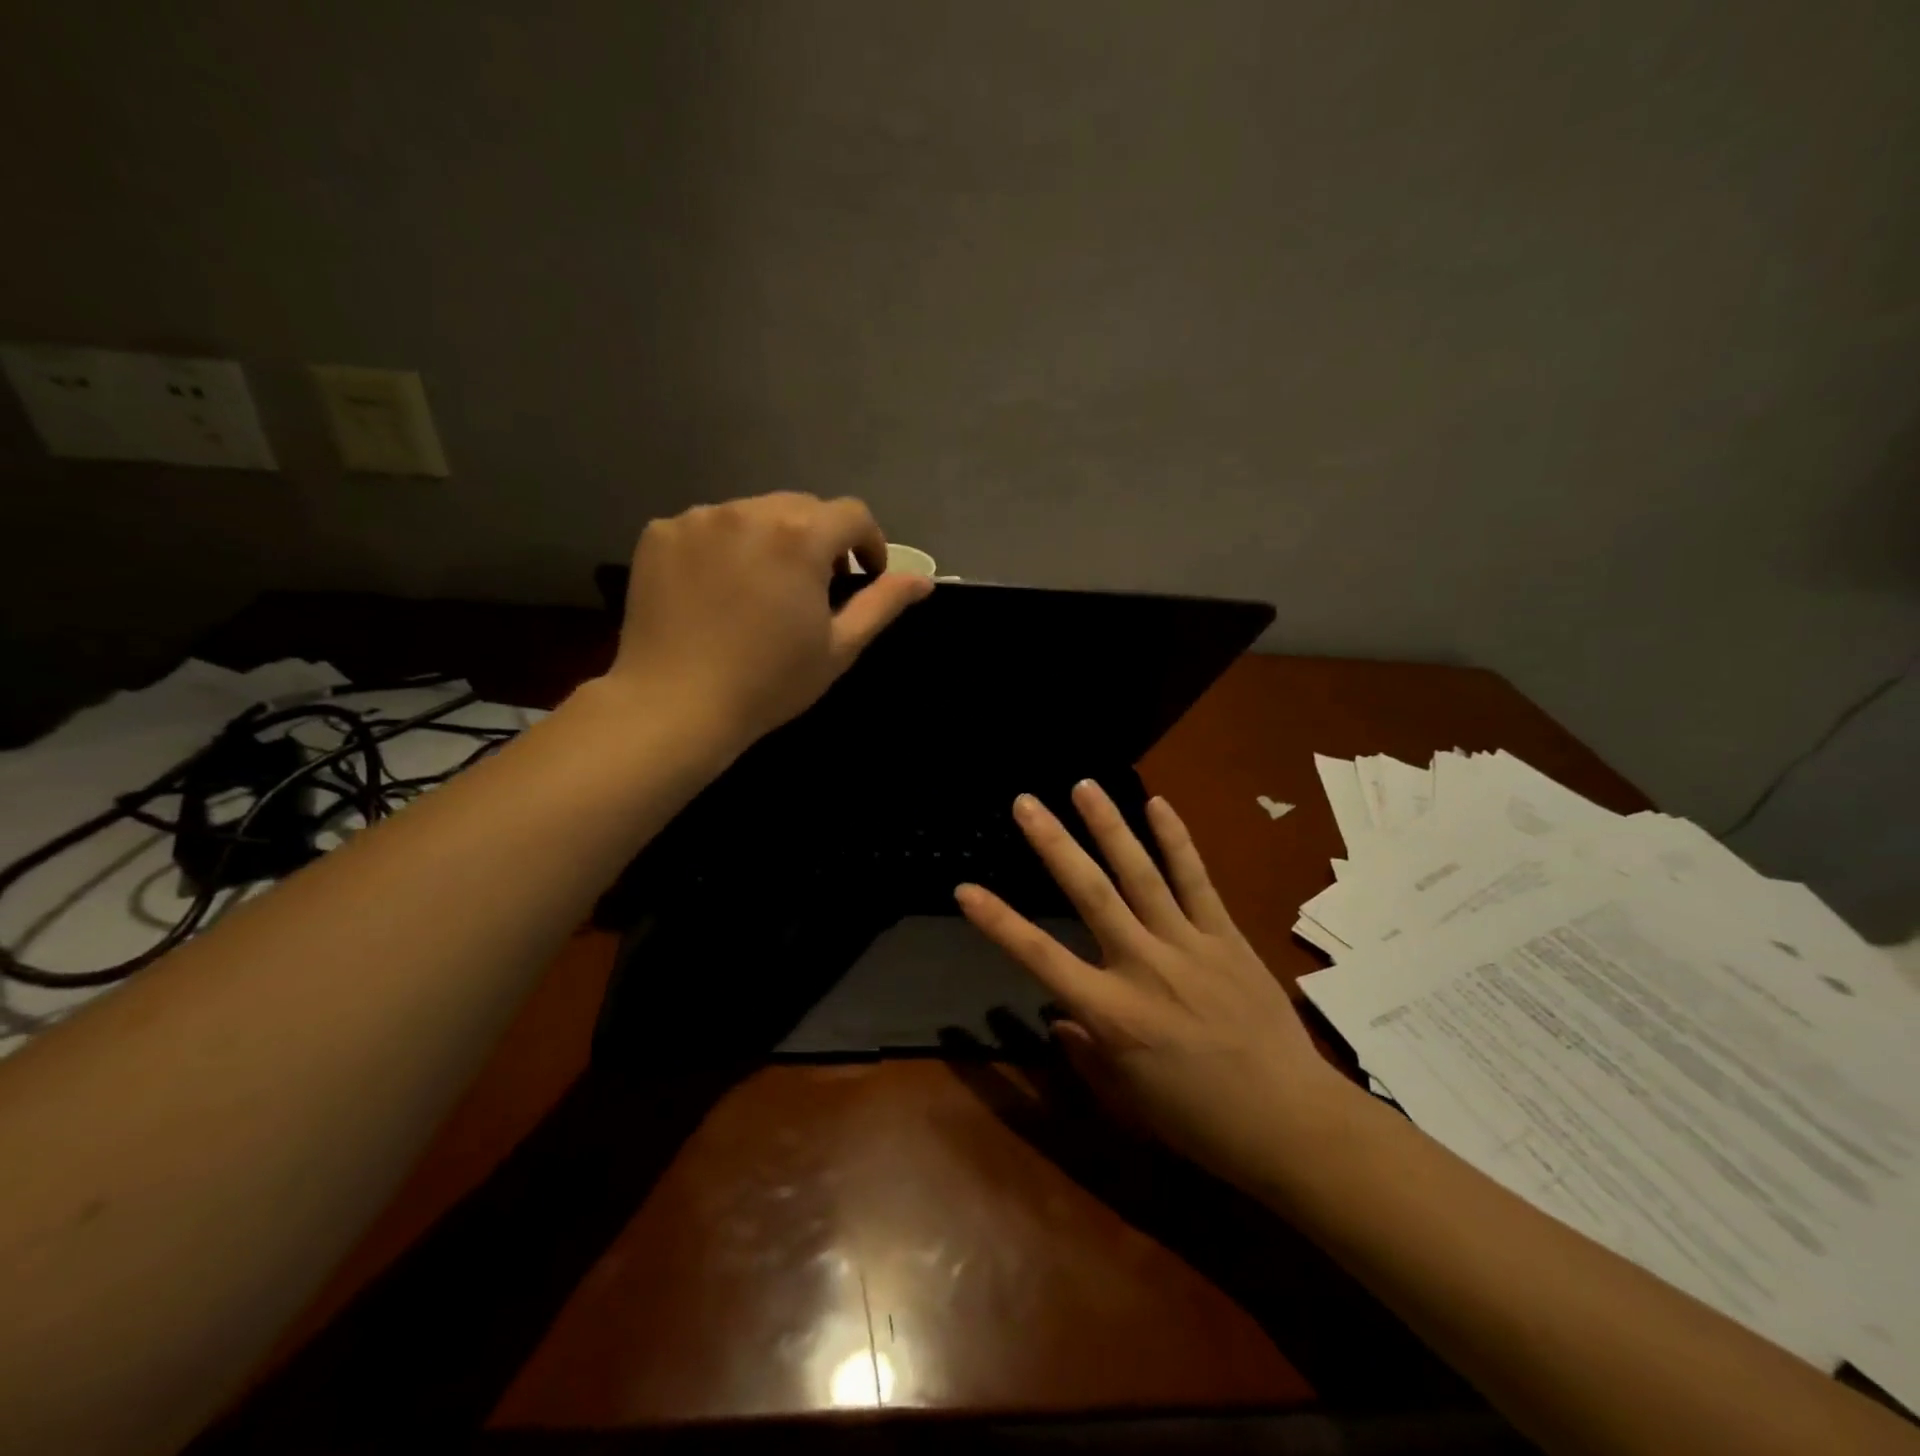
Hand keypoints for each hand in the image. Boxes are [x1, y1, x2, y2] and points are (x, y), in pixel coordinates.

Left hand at [608, 493, 932, 748]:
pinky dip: (722, 548)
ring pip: (752, 514)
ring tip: (762, 588)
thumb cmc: (769, 682)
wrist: (675, 706)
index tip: (864, 574)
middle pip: (801, 508)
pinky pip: (707, 527)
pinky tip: (717, 590)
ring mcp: (698, 519)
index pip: (852, 514)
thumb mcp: (839, 647)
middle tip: (815, 586)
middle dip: (819, 539)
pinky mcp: (659, 533)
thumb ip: (882, 603)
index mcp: (799, 536)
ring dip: (770, 540)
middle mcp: (748, 511)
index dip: (868, 542)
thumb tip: (923, 580)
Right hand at [956, 782, 1352, 1187]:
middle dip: (1053, 844)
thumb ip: (1086, 1054)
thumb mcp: (1128, 1100)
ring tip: (1084, 786)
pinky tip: (1157, 804)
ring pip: (1141, 874)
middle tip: (1025, 802)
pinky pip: (1197, 880)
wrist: (1291, 1123)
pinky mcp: (1226, 937)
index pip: (1042, 958)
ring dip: (1109, 826)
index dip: (1000, 923)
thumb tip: (1060, 1018)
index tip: (965, 889)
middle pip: (1091, 894)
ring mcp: (1188, 945)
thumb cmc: (1200, 1122)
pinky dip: (1176, 841)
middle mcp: (1144, 966)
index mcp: (1113, 1014)